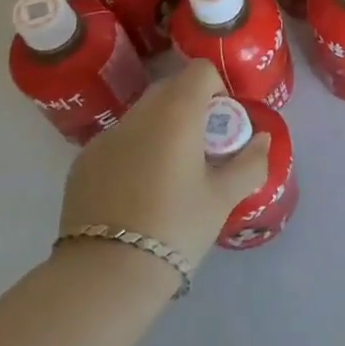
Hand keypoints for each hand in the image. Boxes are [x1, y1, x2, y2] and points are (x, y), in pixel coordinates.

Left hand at [58, 59, 270, 274]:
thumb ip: (250, 163)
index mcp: (175, 113)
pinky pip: (118, 141)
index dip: (217, 89)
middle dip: (191, 108)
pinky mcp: (82, 162)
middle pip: (170, 89)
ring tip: (170, 174)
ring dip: (161, 128)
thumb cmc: (176, 227)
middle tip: (203, 149)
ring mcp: (105, 137)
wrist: (106, 274)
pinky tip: (137, 193)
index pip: (200, 71)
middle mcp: (138, 114)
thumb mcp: (223, 198)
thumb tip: (262, 140)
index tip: (222, 125)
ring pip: (142, 116)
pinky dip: (134, 151)